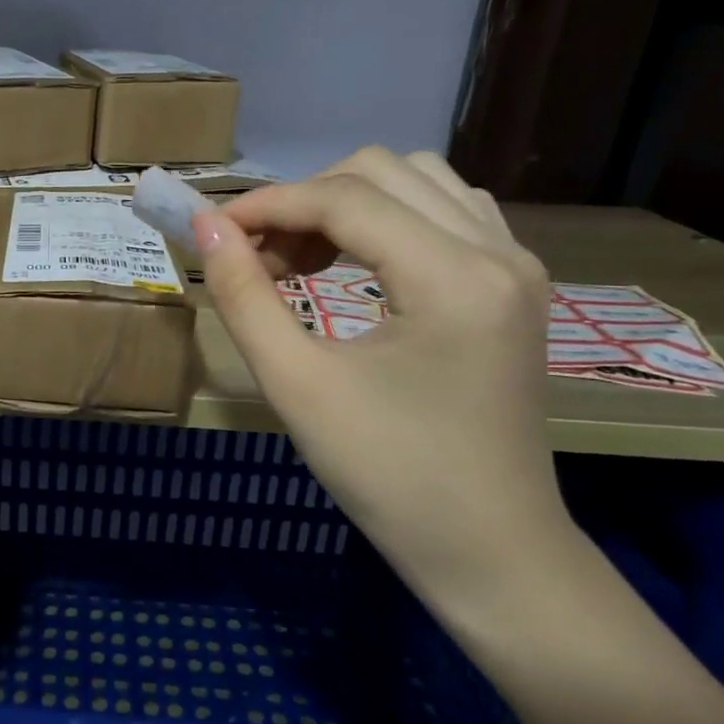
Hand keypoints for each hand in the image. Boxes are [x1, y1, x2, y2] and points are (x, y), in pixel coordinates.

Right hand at [196, 148, 571, 595]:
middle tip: (259, 259)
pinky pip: (446, 212)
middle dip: (304, 202)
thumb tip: (207, 228)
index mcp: (453, 277)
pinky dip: (388, 220)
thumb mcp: (297, 385)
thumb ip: (245, 297)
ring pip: (417, 181)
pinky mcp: (515, 286)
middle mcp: (498, 251)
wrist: (490, 552)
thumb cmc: (388, 476)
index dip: (266, 205)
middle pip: (381, 171)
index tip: (211, 231)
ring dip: (346, 205)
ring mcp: (516, 265)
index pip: (344, 198)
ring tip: (304, 262)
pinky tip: (358, 265)